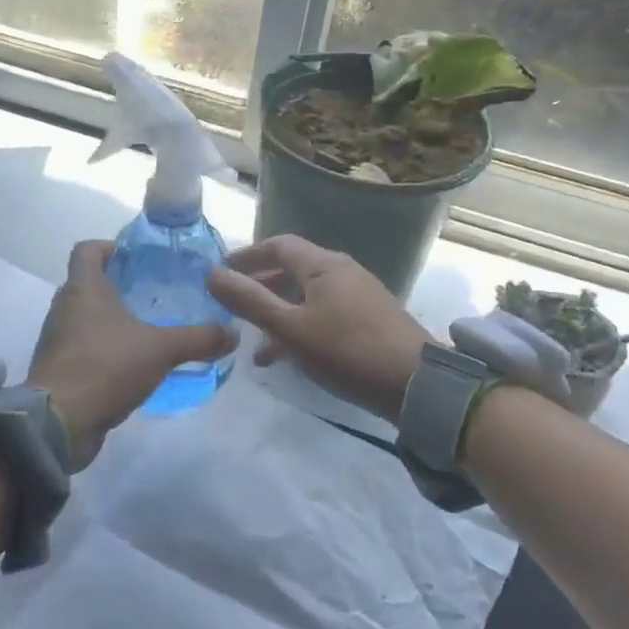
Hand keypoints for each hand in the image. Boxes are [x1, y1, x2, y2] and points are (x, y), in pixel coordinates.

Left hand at [28, 240, 238, 468]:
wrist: (59, 423)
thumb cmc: (105, 368)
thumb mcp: (161, 350)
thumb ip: (198, 339)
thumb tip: (233, 334)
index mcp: (83, 289)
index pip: (87, 249)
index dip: (111, 247)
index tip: (140, 258)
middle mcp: (65, 307)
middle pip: (90, 283)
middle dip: (121, 286)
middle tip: (157, 294)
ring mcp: (59, 339)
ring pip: (88, 317)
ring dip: (114, 320)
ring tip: (151, 328)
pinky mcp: (60, 368)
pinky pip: (85, 347)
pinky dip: (107, 348)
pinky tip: (134, 363)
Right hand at [206, 236, 431, 421]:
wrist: (416, 384)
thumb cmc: (347, 351)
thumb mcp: (290, 328)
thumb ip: (250, 301)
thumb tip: (212, 274)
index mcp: (323, 265)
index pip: (278, 245)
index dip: (247, 255)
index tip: (221, 271)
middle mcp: (342, 271)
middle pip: (293, 268)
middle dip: (261, 284)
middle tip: (234, 303)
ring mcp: (359, 294)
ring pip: (307, 294)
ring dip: (279, 310)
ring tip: (254, 340)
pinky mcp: (369, 318)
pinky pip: (324, 312)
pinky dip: (300, 325)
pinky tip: (288, 356)